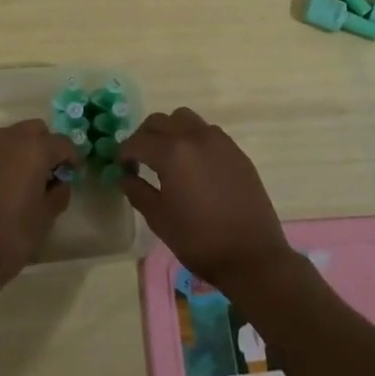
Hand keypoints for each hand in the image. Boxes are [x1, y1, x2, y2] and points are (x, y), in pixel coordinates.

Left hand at [0, 120, 75, 297]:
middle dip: (46, 145)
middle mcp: (10, 139)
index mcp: (34, 148)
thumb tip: (61, 182)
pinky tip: (6, 184)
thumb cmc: (12, 234)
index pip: (62, 142)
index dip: (72, 157)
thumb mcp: (46, 217)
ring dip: (24, 149)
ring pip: (13, 136)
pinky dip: (5, 158)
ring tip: (28, 178)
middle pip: (35, 130)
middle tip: (51, 171)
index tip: (74, 173)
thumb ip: (59, 193)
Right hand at [119, 108, 290, 294]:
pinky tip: (194, 165)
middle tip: (140, 159)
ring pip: (185, 119)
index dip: (124, 153)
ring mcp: (219, 141)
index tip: (121, 168)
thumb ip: (138, 192)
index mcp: (172, 152)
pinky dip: (193, 138)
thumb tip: (125, 177)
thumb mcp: (160, 219)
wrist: (252, 256)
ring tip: (168, 156)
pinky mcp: (236, 151)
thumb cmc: (199, 240)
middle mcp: (195, 137)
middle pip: (160, 121)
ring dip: (170, 131)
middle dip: (144, 136)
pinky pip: (207, 132)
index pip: (138, 141)